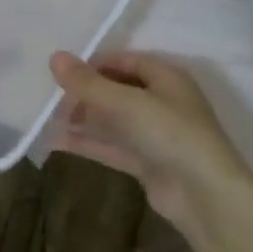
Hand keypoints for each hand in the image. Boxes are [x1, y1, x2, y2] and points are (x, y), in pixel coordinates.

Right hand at [48, 51, 251, 237]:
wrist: (204, 194)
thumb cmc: (170, 133)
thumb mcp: (126, 103)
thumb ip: (88, 83)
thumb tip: (54, 57)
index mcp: (165, 77)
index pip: (123, 61)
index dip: (93, 65)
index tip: (61, 74)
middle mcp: (161, 101)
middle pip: (116, 90)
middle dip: (84, 95)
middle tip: (54, 103)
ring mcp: (154, 134)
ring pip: (112, 120)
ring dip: (83, 120)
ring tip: (48, 121)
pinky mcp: (146, 162)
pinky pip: (112, 146)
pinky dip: (88, 143)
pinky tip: (57, 142)